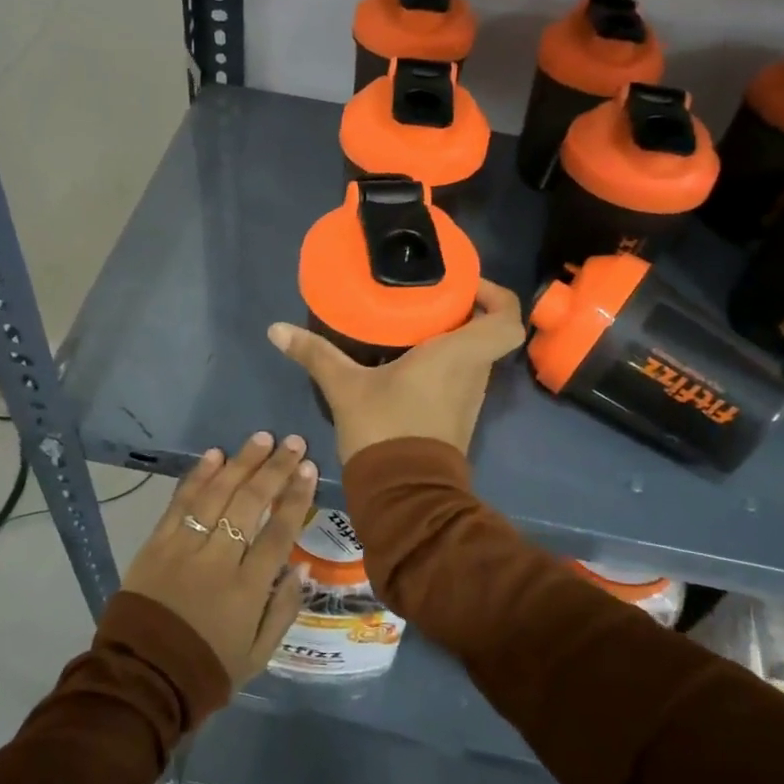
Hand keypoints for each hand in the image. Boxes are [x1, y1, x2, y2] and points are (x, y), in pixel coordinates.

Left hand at [120, 432, 317, 688]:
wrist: (142, 679)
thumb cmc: (207, 669)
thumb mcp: (258, 655)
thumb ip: (283, 610)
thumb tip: (302, 567)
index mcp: (248, 590)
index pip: (278, 533)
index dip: (296, 498)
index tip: (309, 469)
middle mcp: (218, 561)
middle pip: (250, 504)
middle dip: (274, 470)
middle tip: (292, 443)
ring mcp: (183, 548)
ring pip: (217, 495)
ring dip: (241, 463)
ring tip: (261, 438)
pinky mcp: (156, 545)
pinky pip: (180, 503)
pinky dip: (197, 477)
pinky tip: (215, 455)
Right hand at [267, 279, 525, 464]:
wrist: (403, 496)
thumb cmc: (384, 429)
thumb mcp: (344, 387)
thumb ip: (314, 353)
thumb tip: (275, 329)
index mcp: (459, 355)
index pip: (507, 318)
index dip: (494, 296)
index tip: (463, 287)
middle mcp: (474, 374)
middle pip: (486, 333)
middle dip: (462, 313)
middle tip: (425, 299)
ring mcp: (469, 399)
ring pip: (472, 358)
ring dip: (450, 340)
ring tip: (411, 325)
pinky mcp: (457, 418)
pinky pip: (459, 379)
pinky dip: (441, 366)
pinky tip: (405, 361)